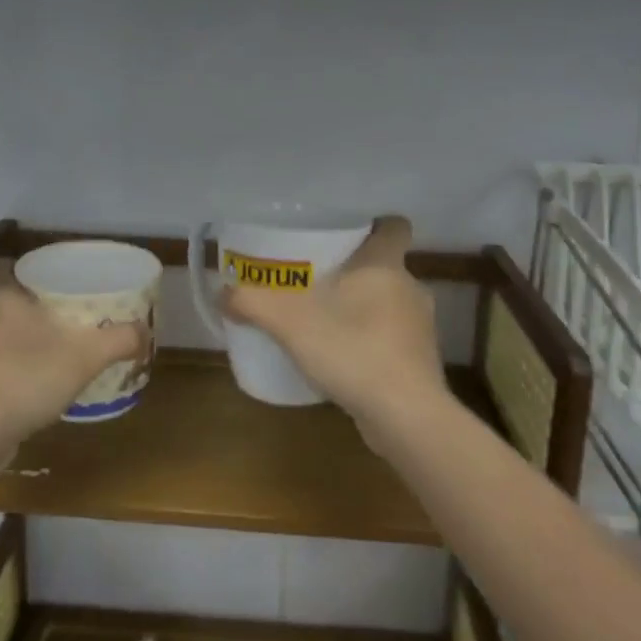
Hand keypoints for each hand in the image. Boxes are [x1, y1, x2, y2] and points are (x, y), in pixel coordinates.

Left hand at [0, 259, 146, 447]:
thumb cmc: (26, 376)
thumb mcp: (86, 355)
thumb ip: (120, 339)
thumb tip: (145, 332)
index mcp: (1, 296)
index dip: (19, 265)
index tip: (47, 274)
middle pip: (5, 298)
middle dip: (34, 302)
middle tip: (69, 308)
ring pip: (3, 332)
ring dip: (28, 337)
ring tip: (64, 343)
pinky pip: (0, 364)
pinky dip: (20, 367)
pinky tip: (46, 380)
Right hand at [221, 216, 449, 436]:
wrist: (404, 415)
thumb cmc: (353, 349)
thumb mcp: (289, 322)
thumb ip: (252, 302)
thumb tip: (220, 291)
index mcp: (385, 265)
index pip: (395, 227)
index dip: (375, 225)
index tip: (347, 233)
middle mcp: (410, 288)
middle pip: (384, 267)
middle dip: (353, 272)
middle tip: (315, 279)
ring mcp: (420, 328)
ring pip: (388, 304)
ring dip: (361, 309)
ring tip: (323, 321)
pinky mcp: (419, 362)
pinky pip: (390, 339)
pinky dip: (369, 342)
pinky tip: (341, 358)